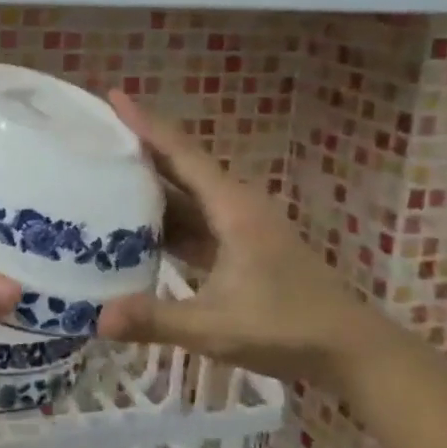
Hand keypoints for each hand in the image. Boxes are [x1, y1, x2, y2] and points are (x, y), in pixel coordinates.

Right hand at [97, 92, 392, 383]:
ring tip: (102, 171)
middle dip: (140, 146)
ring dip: (149, 183)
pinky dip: (162, 217)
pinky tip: (132, 225)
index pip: (181, 153)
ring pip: (185, 194)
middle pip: (180, 165)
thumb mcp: (217, 327)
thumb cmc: (288, 329)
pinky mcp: (238, 246)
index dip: (146, 123)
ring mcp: (238, 226)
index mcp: (231, 207)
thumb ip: (157, 320)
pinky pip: (192, 220)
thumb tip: (97, 319)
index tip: (114, 96)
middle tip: (94, 132)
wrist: (351, 351)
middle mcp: (234, 205)